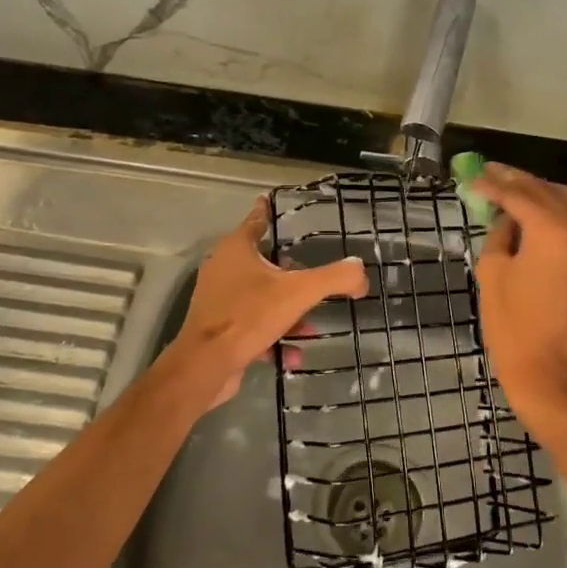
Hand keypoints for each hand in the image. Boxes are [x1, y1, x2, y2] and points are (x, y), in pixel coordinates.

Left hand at [162, 195, 367, 407]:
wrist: (206, 365)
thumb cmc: (249, 316)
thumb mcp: (299, 293)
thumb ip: (333, 278)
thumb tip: (360, 270)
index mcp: (237, 248)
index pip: (257, 220)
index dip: (267, 211)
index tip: (272, 202)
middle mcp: (223, 267)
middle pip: (263, 262)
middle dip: (291, 274)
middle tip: (312, 279)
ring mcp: (219, 298)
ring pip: (261, 297)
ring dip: (287, 312)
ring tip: (310, 328)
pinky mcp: (218, 327)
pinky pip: (252, 325)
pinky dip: (273, 336)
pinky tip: (293, 354)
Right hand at [473, 164, 566, 420]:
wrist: (551, 372)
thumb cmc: (513, 325)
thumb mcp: (492, 273)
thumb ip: (499, 235)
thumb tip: (506, 220)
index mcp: (552, 232)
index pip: (519, 195)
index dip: (493, 184)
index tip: (472, 178)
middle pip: (546, 190)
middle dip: (516, 180)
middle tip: (488, 173)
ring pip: (566, 201)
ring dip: (538, 191)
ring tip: (509, 188)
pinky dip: (552, 209)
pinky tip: (530, 213)